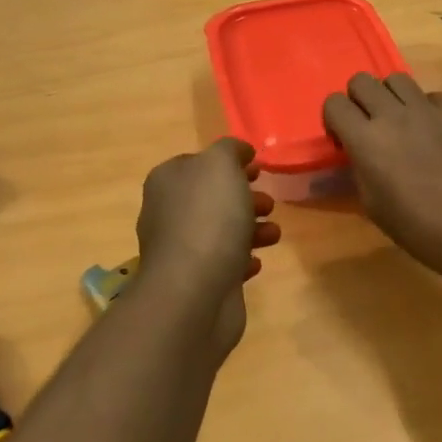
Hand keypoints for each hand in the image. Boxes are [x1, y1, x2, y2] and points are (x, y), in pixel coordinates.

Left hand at [135, 138, 280, 352]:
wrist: (194, 291)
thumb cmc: (208, 218)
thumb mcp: (220, 165)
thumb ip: (230, 150)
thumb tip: (238, 152)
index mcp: (168, 181)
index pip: (197, 163)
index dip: (229, 163)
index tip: (258, 169)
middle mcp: (168, 213)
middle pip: (212, 198)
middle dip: (244, 198)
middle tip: (269, 204)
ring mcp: (180, 250)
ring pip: (221, 231)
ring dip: (251, 229)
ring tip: (273, 234)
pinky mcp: (196, 282)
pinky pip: (223, 264)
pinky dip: (242, 260)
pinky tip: (256, 262)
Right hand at [322, 73, 441, 279]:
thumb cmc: (418, 229)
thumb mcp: (373, 206)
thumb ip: (357, 170)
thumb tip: (354, 154)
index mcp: (366, 140)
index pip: (334, 103)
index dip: (334, 119)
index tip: (343, 140)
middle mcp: (393, 115)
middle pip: (362, 81)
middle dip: (358, 100)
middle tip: (368, 127)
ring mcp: (428, 110)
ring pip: (397, 79)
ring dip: (390, 97)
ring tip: (399, 123)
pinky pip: (431, 95)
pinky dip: (425, 107)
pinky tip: (431, 131)